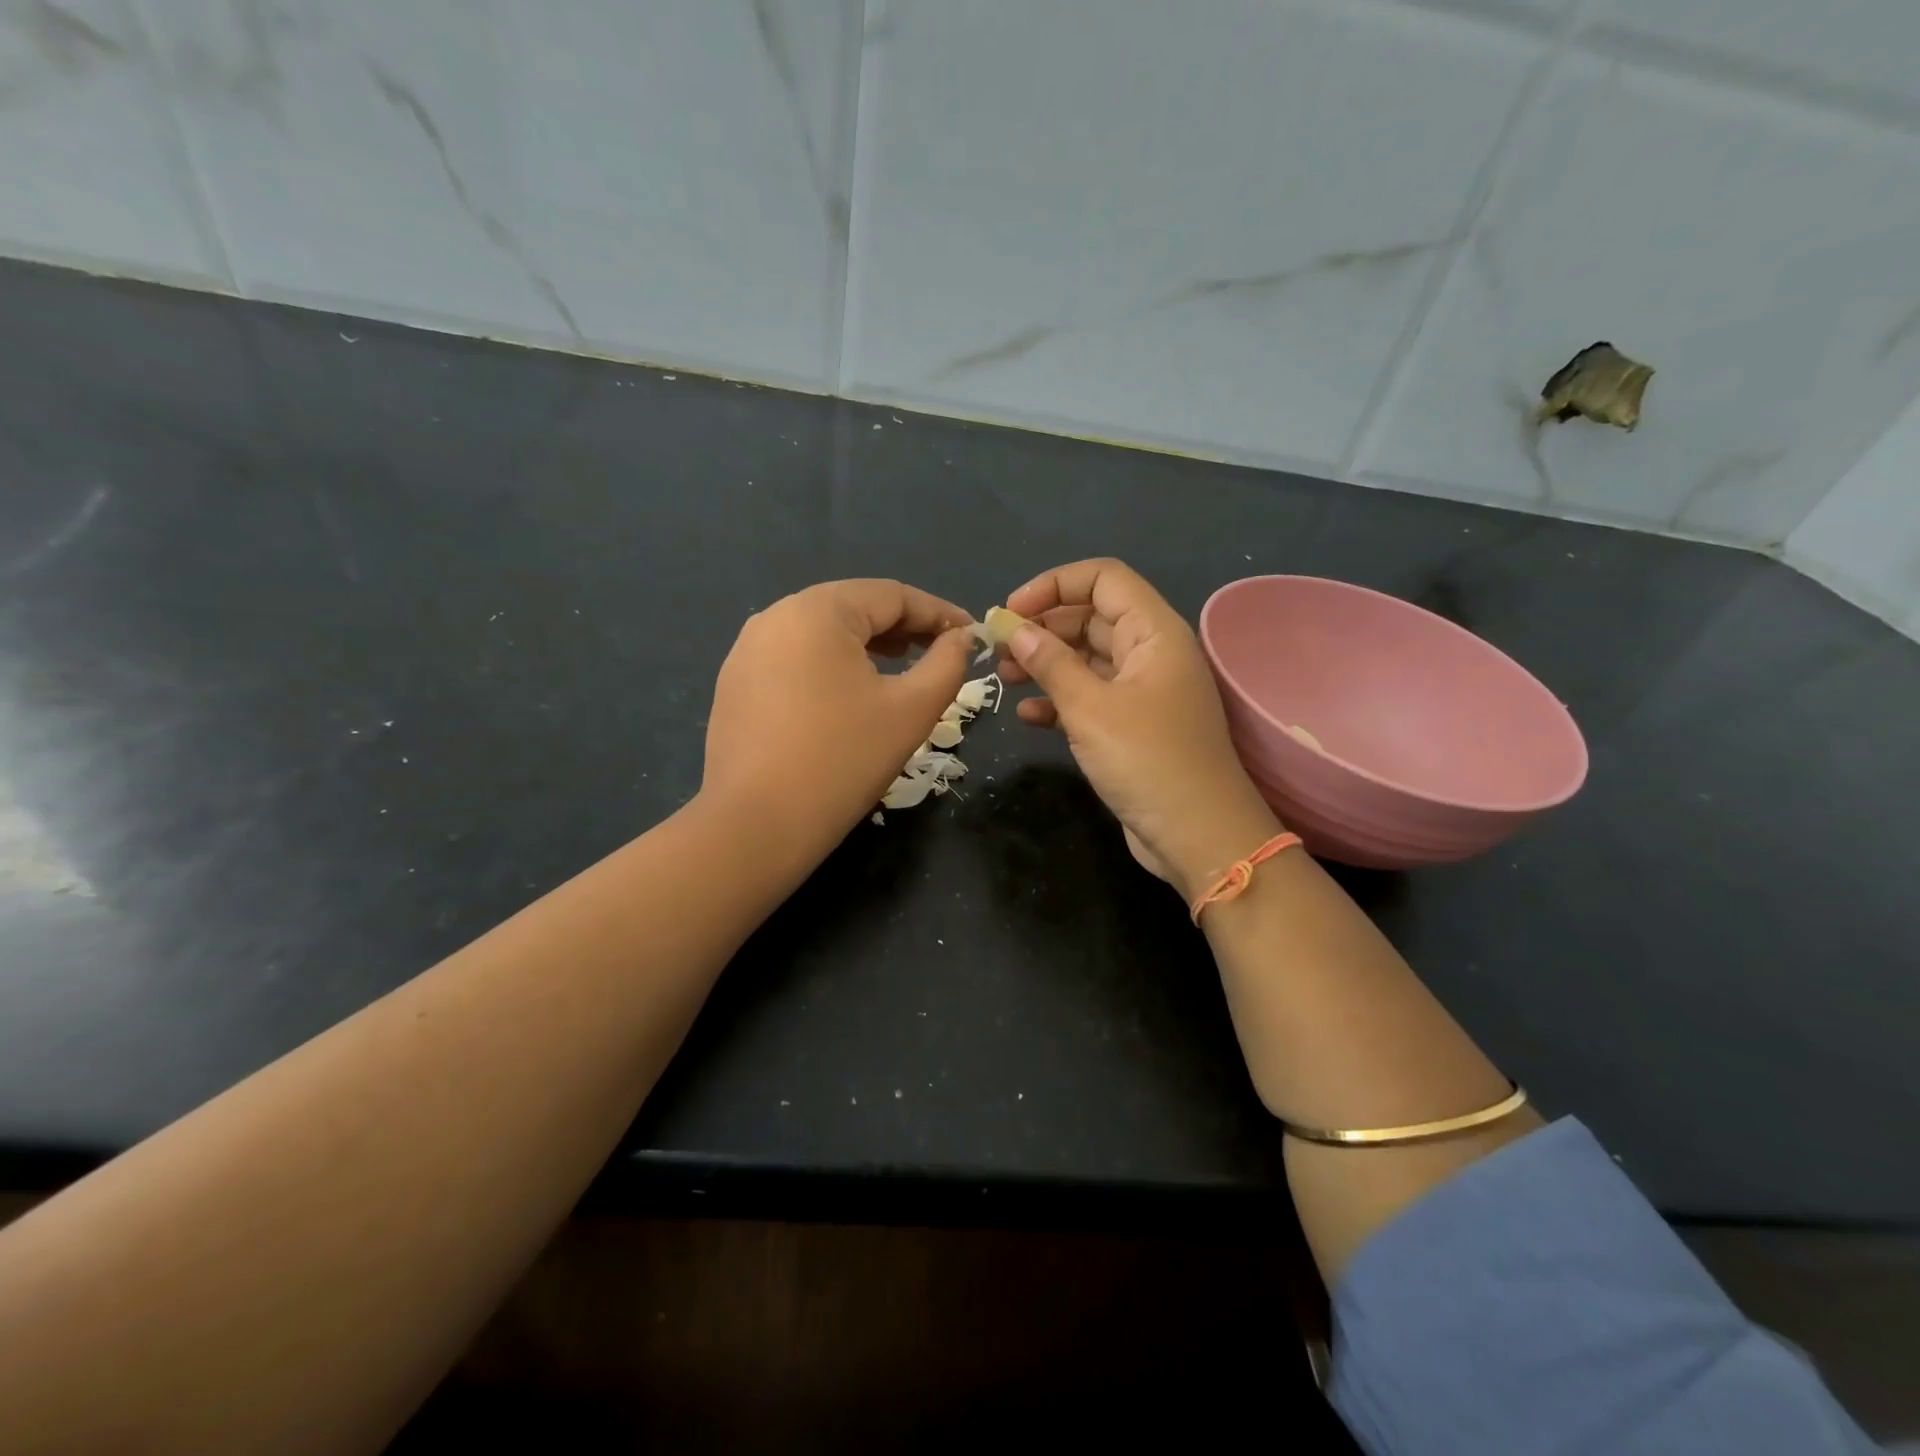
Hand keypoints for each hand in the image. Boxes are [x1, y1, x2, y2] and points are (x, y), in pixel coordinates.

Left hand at [703, 579, 975, 867]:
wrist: (756, 827)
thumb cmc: (843, 760)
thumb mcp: (911, 710)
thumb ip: (947, 664)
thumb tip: (962, 638)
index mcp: (816, 611)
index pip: (891, 595)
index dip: (938, 612)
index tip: (971, 634)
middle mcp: (774, 617)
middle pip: (853, 607)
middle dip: (903, 627)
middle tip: (941, 651)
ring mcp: (747, 651)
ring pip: (823, 633)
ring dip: (868, 645)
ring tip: (902, 667)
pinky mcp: (736, 684)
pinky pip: (796, 658)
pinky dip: (832, 666)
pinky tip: (851, 693)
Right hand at [999, 559, 1280, 898]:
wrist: (1197, 836)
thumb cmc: (1148, 761)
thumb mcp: (1090, 708)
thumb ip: (1050, 663)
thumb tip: (1015, 629)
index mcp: (1153, 633)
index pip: (1103, 579)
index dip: (1054, 585)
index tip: (1011, 612)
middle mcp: (1149, 653)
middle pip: (1090, 617)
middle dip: (1043, 627)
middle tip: (998, 650)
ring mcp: (1141, 692)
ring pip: (1086, 659)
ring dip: (1045, 663)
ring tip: (1004, 678)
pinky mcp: (1131, 727)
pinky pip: (1089, 698)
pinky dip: (1058, 701)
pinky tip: (1027, 716)